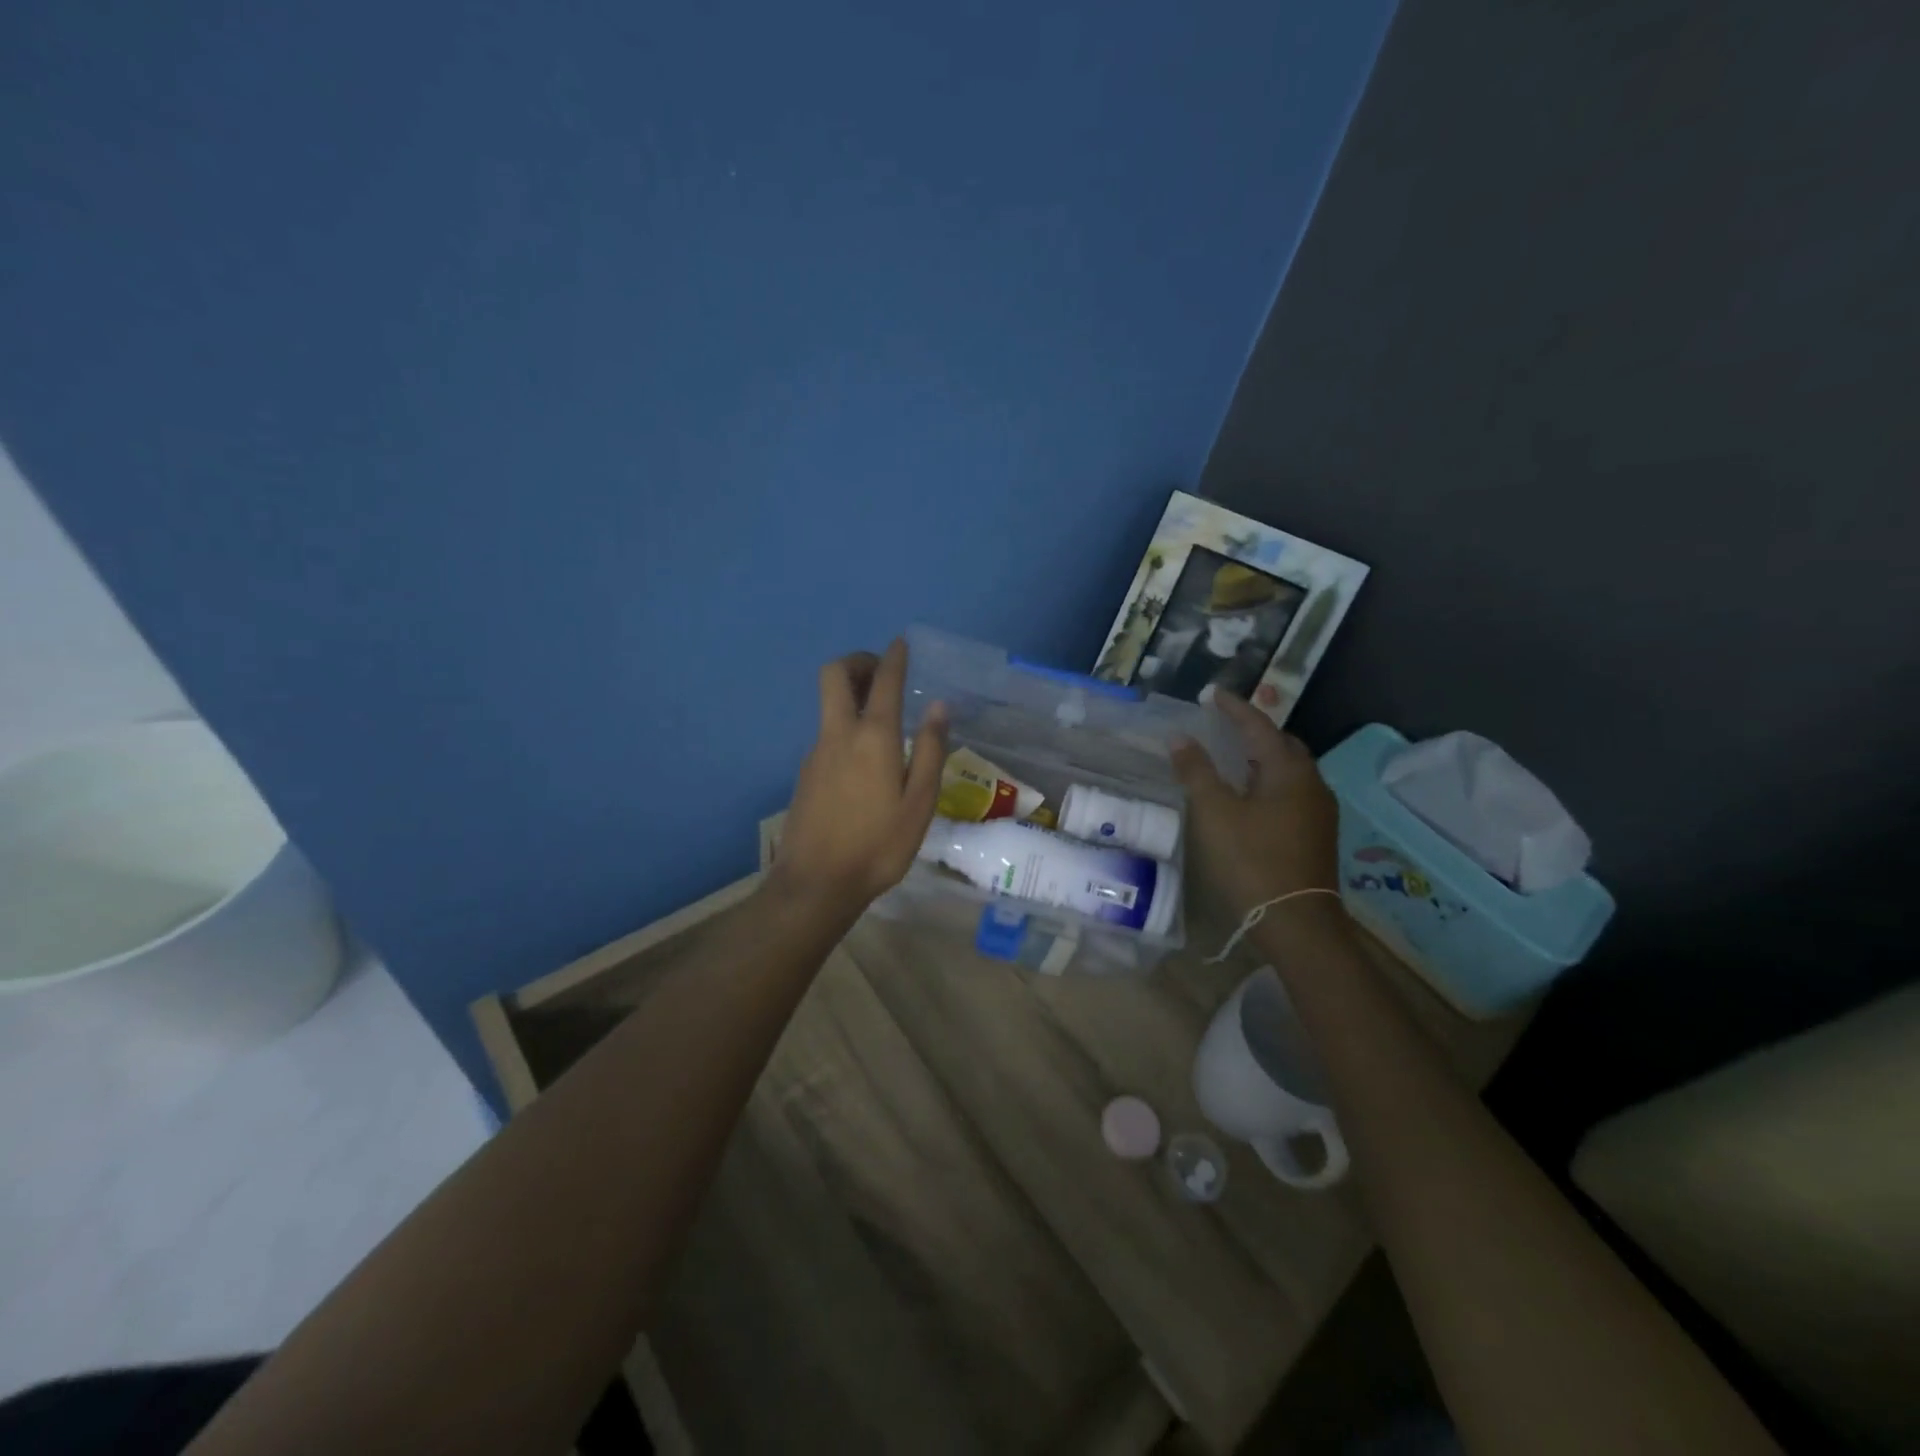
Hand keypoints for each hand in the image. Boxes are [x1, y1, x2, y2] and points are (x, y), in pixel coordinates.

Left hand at [769, 639, 947, 917]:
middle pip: (834, 675)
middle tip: (883, 673)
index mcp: (872, 738)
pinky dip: (846, 724)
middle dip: (858, 661)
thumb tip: (939, 707)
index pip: (884, 681)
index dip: (894, 657)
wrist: (816, 883)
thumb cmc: (878, 846)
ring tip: (884, 716)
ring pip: (829, 704)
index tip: (902, 644)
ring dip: (852, 693)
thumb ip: (931, 751)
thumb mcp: (919, 802)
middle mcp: (839, 734)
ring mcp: (816, 752)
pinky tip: (866, 757)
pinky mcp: (805, 773)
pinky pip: (827, 732)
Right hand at [1171, 691, 1341, 920]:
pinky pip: (1291, 792)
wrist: (1296, 922)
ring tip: (1234, 757)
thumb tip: (1180, 738)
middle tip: (1225, 725)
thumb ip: (1196, 772)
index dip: (1235, 708)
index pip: (1260, 726)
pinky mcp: (1317, 834)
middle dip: (1255, 731)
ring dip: (1263, 758)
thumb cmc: (1252, 860)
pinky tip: (1251, 795)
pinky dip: (1269, 781)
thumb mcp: (1215, 813)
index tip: (1213, 694)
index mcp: (1289, 772)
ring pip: (1290, 770)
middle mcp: (1312, 784)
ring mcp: (1319, 811)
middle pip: (1283, 744)